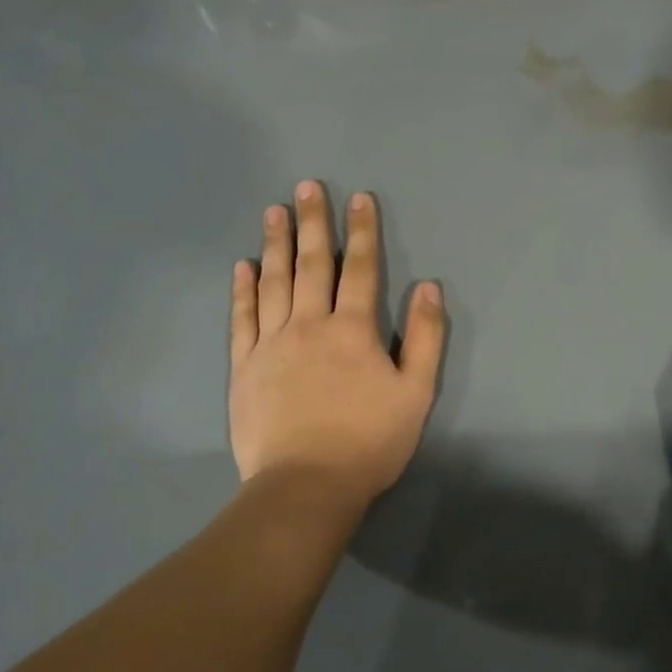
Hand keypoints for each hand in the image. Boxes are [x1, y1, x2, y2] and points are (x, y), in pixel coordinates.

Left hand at [229, 182, 443, 507]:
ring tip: (274, 211)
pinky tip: (243, 266)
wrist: (307, 484)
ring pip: (274, 282)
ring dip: (276, 244)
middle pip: (312, 264)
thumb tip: (428, 288)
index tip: (360, 199)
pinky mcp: (245, 367)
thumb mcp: (416, 392)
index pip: (360, 269)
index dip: (362, 232)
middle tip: (307, 187)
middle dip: (314, 223)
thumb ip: (425, 338)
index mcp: (353, 329)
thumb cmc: (370, 441)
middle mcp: (309, 325)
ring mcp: (271, 344)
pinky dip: (243, 290)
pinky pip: (243, 319)